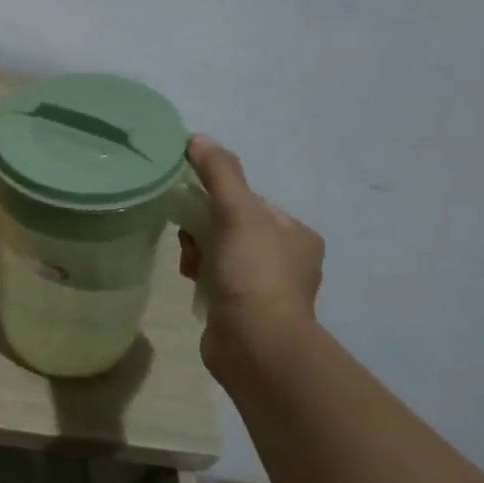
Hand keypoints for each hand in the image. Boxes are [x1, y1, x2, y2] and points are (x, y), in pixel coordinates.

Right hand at [178, 135, 324, 377]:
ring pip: (219, 253)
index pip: (249, 202)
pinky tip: (190, 281)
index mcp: (296, 234)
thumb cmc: (254, 275)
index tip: (192, 208)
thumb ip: (220, 174)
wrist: (256, 345)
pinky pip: (214, 279)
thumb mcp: (238, 214)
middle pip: (231, 226)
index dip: (217, 199)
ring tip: (188, 265)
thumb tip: (197, 138)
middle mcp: (287, 259)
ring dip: (197, 253)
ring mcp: (265, 288)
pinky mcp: (243, 310)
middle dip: (203, 228)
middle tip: (187, 239)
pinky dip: (199, 275)